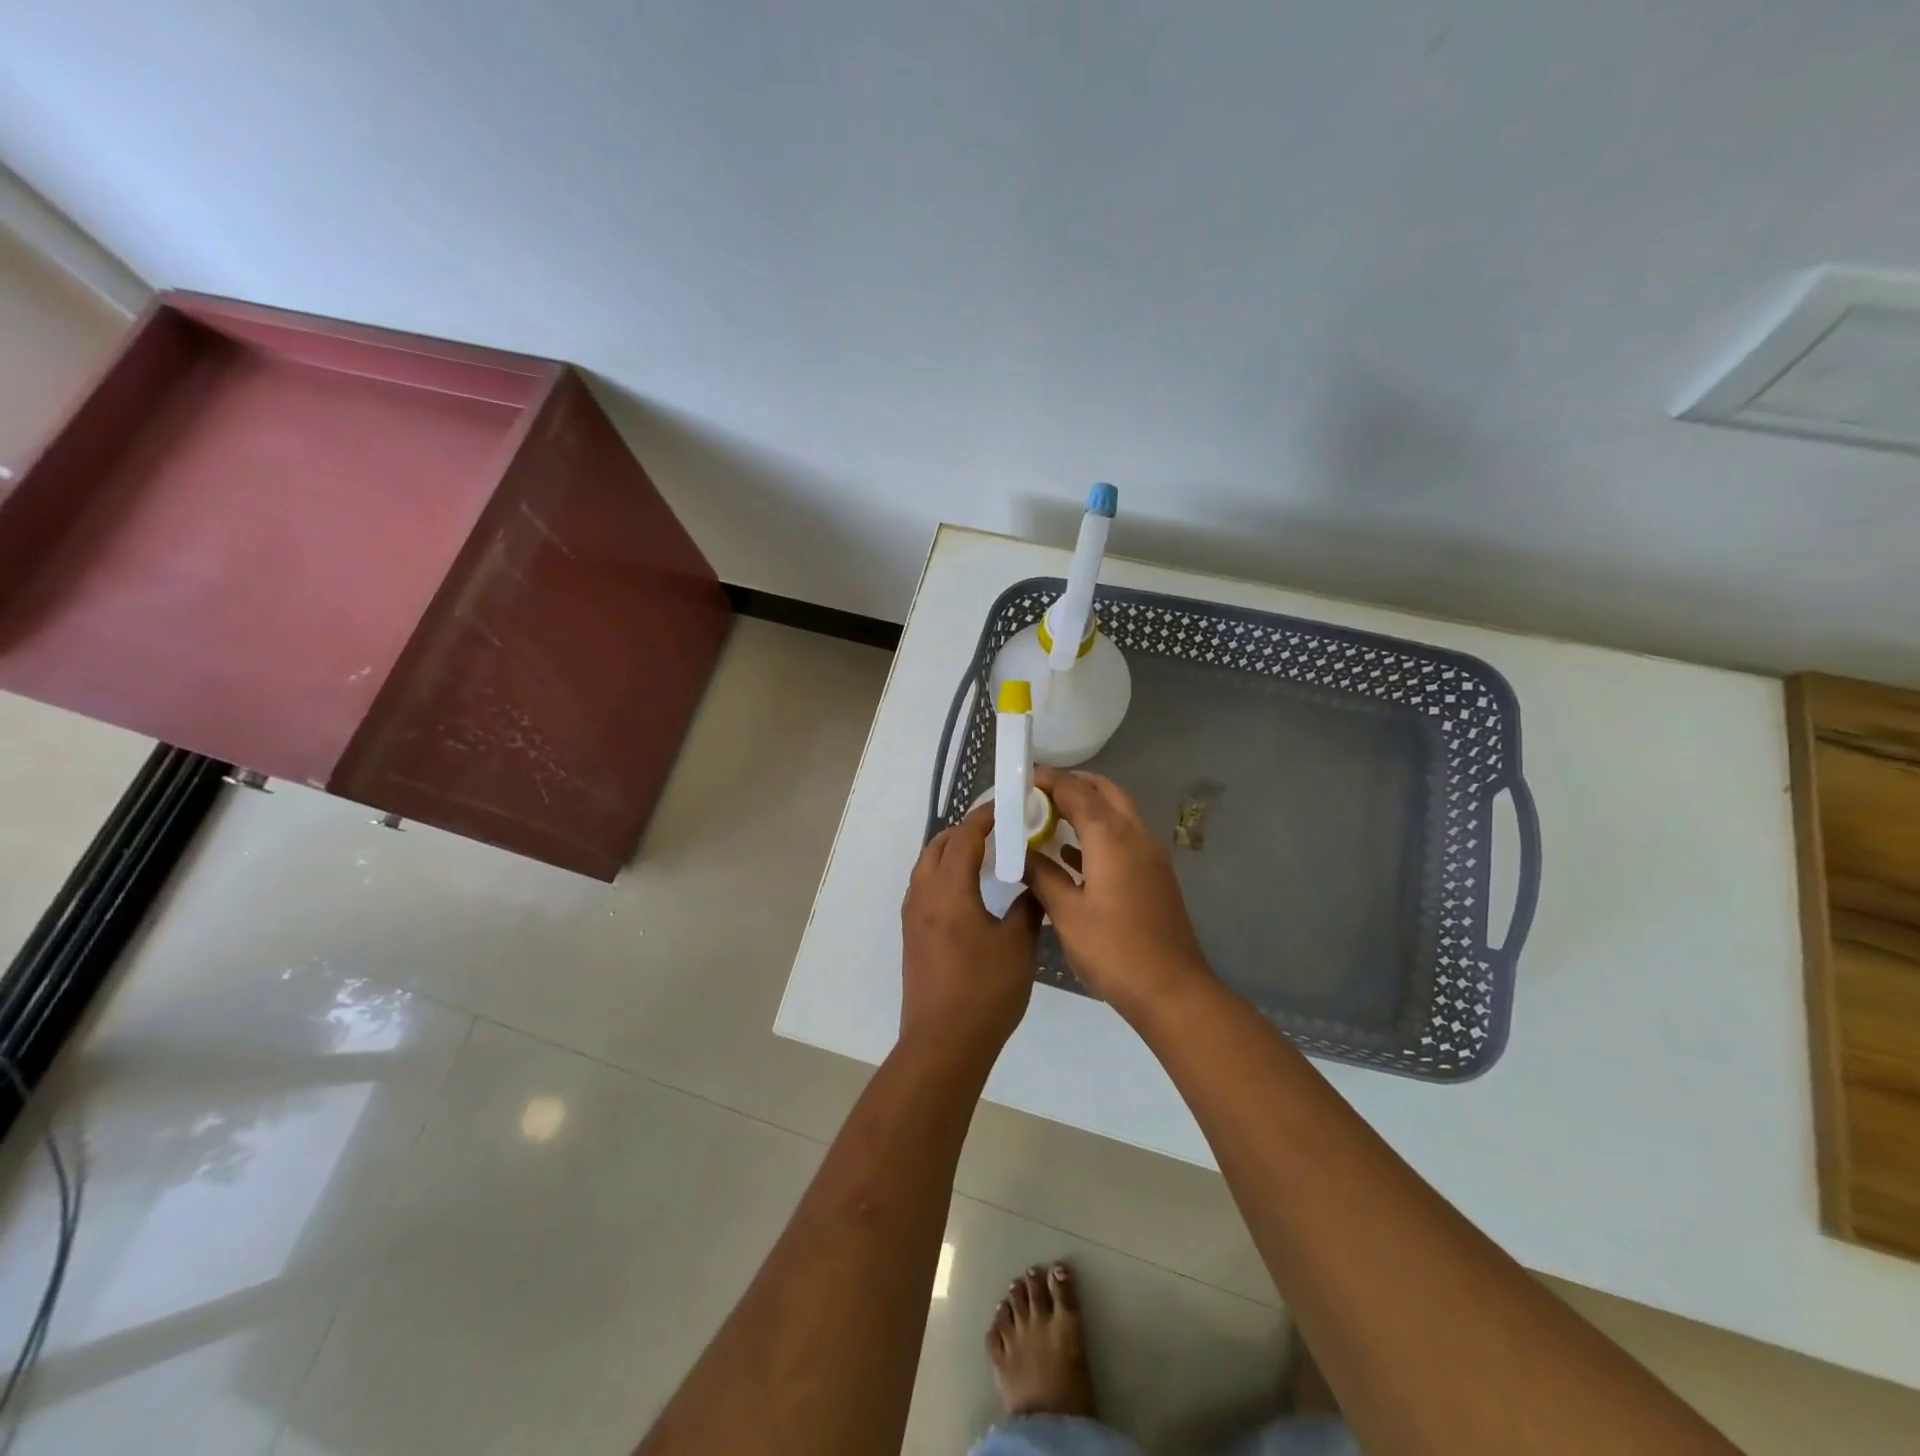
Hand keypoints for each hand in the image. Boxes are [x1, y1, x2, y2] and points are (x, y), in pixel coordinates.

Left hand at [899, 805, 1041, 1064]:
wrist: (942, 1043)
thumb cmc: (984, 990)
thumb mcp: (1018, 946)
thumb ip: (1028, 908)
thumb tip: (1035, 886)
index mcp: (948, 890)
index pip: (964, 837)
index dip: (984, 817)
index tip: (1007, 806)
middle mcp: (923, 895)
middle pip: (938, 846)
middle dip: (965, 831)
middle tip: (998, 829)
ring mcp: (913, 916)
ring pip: (927, 867)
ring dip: (951, 852)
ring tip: (984, 856)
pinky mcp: (912, 936)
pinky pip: (924, 888)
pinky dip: (944, 875)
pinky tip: (968, 891)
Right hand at [1027, 768, 1212, 1019]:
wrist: (1171, 989)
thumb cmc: (1113, 949)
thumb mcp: (1066, 913)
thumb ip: (1042, 876)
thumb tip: (1021, 854)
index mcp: (1111, 837)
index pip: (1077, 791)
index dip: (1049, 780)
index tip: (1022, 778)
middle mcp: (1135, 835)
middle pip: (1105, 792)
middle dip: (1074, 784)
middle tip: (1039, 792)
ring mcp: (1150, 854)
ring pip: (1118, 812)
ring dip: (1088, 806)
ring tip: (1050, 817)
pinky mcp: (1154, 874)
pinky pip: (1124, 837)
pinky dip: (1099, 832)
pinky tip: (1071, 854)